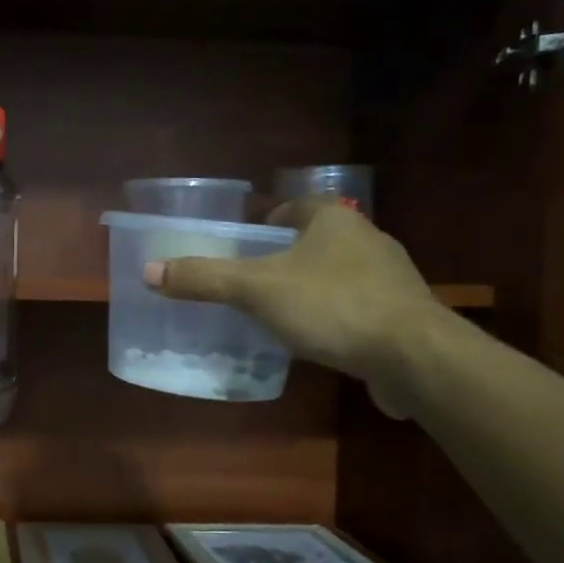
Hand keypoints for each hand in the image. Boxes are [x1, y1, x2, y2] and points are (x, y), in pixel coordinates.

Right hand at [144, 198, 439, 416]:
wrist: (414, 357)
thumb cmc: (332, 306)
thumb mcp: (256, 290)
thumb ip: (205, 278)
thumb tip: (149, 270)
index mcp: (334, 221)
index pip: (299, 205)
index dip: (272, 218)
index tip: (250, 241)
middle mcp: (368, 241)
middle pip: (319, 240)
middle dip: (290, 256)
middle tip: (256, 279)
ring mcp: (392, 279)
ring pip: (341, 275)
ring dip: (314, 287)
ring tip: (281, 312)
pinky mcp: (405, 316)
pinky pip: (360, 308)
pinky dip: (337, 318)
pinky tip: (319, 341)